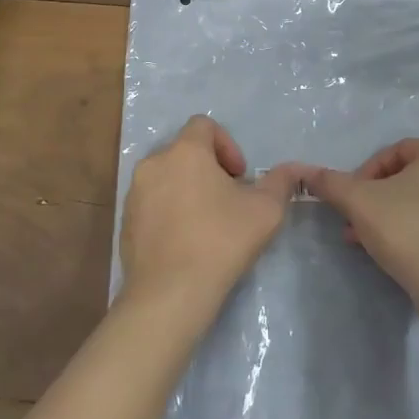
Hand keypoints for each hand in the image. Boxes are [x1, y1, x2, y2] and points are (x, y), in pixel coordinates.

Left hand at [117, 116, 303, 330]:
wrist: (170, 293)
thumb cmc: (221, 241)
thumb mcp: (265, 210)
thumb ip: (281, 181)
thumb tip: (294, 169)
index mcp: (185, 152)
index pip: (203, 125)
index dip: (227, 145)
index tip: (239, 177)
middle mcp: (153, 164)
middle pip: (184, 152)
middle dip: (208, 169)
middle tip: (228, 200)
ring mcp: (134, 194)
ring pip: (166, 178)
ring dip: (187, 190)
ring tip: (207, 223)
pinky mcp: (125, 222)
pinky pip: (151, 204)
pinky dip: (169, 212)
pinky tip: (185, 242)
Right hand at [305, 139, 418, 320]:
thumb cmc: (408, 233)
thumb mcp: (359, 203)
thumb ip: (331, 183)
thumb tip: (306, 172)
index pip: (396, 152)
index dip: (367, 173)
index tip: (352, 201)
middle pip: (412, 178)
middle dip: (380, 200)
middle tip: (359, 224)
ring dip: (398, 217)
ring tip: (377, 243)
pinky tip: (408, 256)